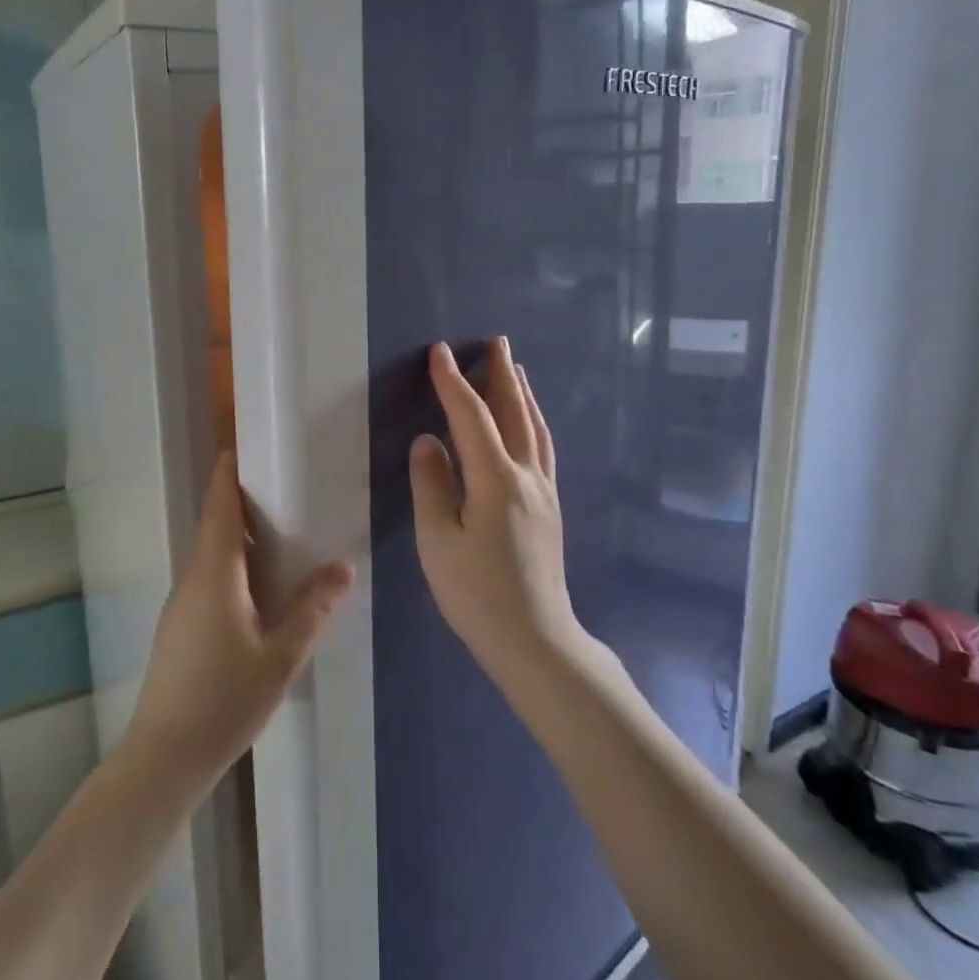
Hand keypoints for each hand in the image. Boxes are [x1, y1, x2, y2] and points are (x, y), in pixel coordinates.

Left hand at [123, 452, 353, 790]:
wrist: (165, 757)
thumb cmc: (225, 699)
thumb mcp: (280, 656)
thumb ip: (311, 610)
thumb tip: (342, 569)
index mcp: (214, 574)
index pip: (217, 508)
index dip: (227, 476)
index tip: (240, 450)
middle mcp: (191, 580)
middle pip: (212, 528)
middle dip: (239, 505)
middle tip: (280, 493)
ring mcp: (180, 606)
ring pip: (209, 557)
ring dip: (236, 540)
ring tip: (277, 538)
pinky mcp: (178, 629)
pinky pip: (206, 581)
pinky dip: (230, 569)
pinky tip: (257, 592)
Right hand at [409, 338, 580, 679]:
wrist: (535, 638)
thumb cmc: (476, 593)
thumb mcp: (438, 540)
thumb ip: (432, 484)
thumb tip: (428, 440)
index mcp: (496, 479)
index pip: (471, 417)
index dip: (454, 382)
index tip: (440, 352)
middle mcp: (527, 476)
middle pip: (515, 412)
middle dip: (501, 374)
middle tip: (495, 341)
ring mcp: (544, 491)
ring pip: (535, 428)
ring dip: (523, 393)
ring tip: (515, 369)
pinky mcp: (550, 507)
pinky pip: (544, 447)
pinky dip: (535, 422)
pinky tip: (531, 424)